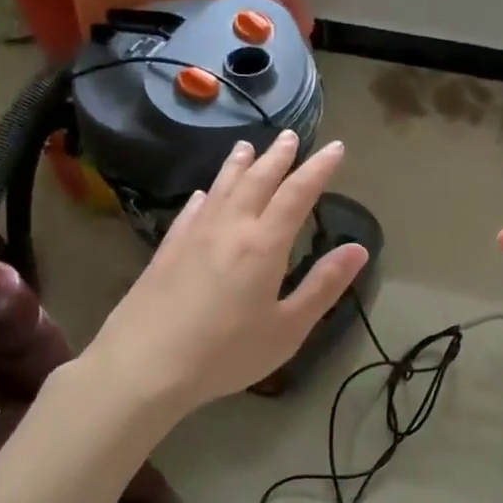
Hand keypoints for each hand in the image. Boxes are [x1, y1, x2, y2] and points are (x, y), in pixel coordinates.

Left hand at [74, 131, 368, 420]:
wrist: (143, 367)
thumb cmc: (226, 353)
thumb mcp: (288, 327)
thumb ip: (324, 285)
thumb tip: (359, 249)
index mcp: (264, 244)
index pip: (298, 194)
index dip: (319, 168)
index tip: (336, 147)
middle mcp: (230, 228)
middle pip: (258, 181)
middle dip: (278, 157)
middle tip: (290, 135)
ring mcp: (193, 236)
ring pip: (221, 189)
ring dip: (238, 165)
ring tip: (248, 146)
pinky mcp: (167, 251)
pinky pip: (190, 212)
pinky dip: (203, 197)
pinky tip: (202, 194)